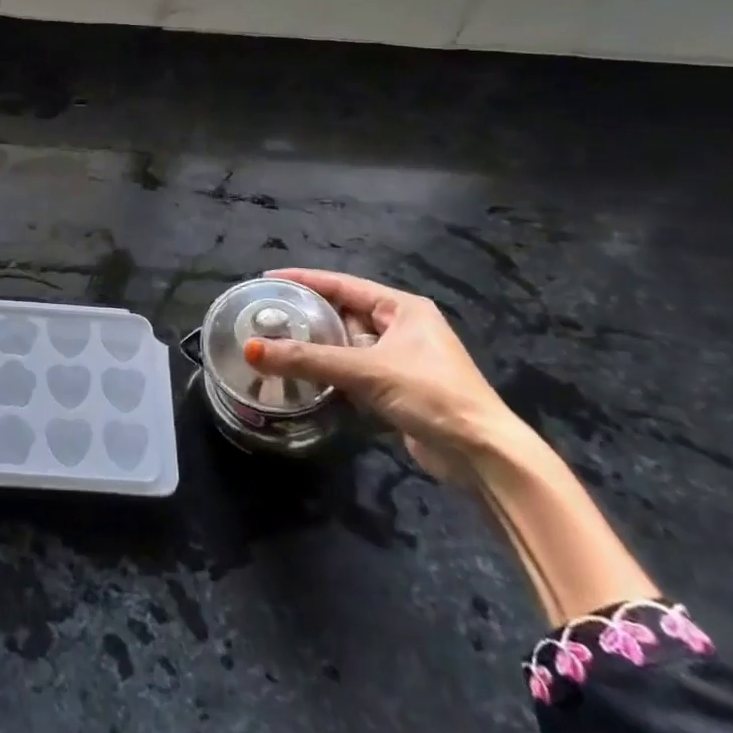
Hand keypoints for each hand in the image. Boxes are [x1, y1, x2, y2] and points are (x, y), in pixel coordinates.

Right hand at [244, 268, 519, 480]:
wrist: (481, 454)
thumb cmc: (430, 394)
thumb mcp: (365, 371)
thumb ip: (307, 359)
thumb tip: (251, 350)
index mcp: (402, 308)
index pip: (342, 284)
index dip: (303, 279)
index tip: (267, 279)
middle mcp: (401, 327)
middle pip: (343, 313)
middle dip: (306, 316)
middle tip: (265, 316)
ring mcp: (400, 359)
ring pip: (346, 345)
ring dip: (316, 349)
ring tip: (275, 345)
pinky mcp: (397, 389)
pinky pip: (353, 372)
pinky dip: (330, 374)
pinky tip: (302, 378)